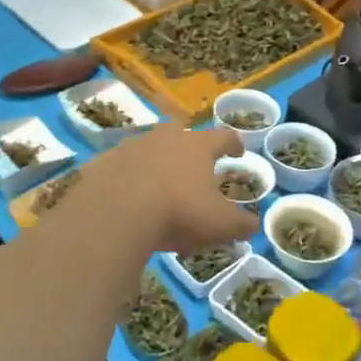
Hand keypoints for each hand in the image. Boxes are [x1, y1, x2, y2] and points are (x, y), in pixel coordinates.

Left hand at [75, 123, 257, 255]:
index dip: (233, 144)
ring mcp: (133, 145)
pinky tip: (128, 197)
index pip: (223, 137)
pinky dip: (129, 177)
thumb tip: (254, 226)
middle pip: (183, 135)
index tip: (238, 151)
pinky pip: (123, 166)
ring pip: (151, 148)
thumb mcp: (218, 224)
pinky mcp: (106, 160)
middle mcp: (166, 137)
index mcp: (198, 146)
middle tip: (194, 169)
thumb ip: (240, 224)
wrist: (115, 211)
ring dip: (158, 162)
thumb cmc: (178, 211)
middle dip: (190, 149)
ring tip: (160, 187)